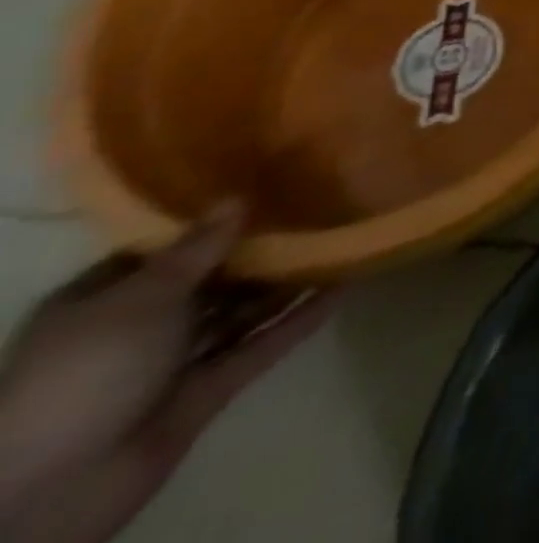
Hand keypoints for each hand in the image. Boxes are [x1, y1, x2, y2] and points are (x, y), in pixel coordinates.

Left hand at [0, 205, 335, 542]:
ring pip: (240, 312)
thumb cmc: (87, 372)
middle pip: (209, 281)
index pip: (160, 252)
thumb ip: (197, 249)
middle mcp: (135, 330)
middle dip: (259, 252)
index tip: (263, 189)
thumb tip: (238, 198)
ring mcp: (173, 364)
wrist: (58, 488)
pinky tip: (342, 289)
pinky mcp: (208, 390)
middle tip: (318, 209)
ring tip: (340, 242)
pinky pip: (260, 346)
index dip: (207, 223)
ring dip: (286, 283)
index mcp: (100, 304)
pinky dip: (299, 320)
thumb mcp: (141, 298)